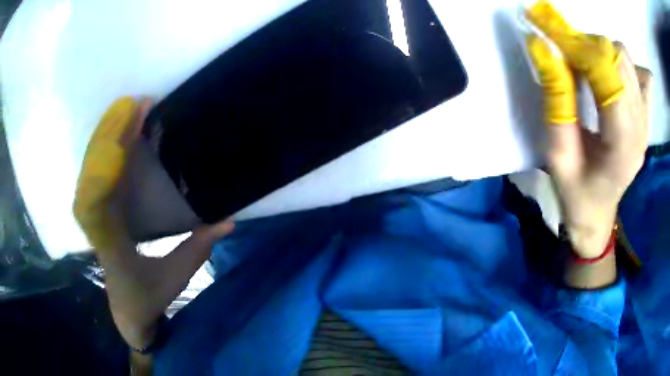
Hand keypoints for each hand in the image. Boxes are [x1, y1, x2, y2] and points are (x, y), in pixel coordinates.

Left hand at [73, 97, 233, 348]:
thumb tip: (229, 220)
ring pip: (90, 169)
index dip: (117, 154)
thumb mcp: (176, 278)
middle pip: (94, 170)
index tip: (134, 126)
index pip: (104, 192)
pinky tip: (117, 134)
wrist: (126, 312)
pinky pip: (95, 175)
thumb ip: (199, 249)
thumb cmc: (147, 298)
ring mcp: (94, 217)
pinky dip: (103, 150)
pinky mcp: (97, 213)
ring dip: (106, 136)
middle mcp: (97, 224)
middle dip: (112, 134)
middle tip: (137, 104)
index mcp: (112, 242)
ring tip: (127, 109)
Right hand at [526, 2, 650, 258]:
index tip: (545, 29)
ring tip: (583, 65)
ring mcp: (645, 122)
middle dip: (587, 45)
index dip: (575, 45)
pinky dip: (623, 65)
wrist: (597, 213)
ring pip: (627, 60)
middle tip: (564, 53)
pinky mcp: (645, 117)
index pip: (606, 73)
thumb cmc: (575, 191)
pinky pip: (640, 76)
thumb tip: (542, 46)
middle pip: (619, 58)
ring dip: (601, 51)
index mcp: (622, 144)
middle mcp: (640, 127)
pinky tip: (611, 76)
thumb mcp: (557, 154)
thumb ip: (556, 100)